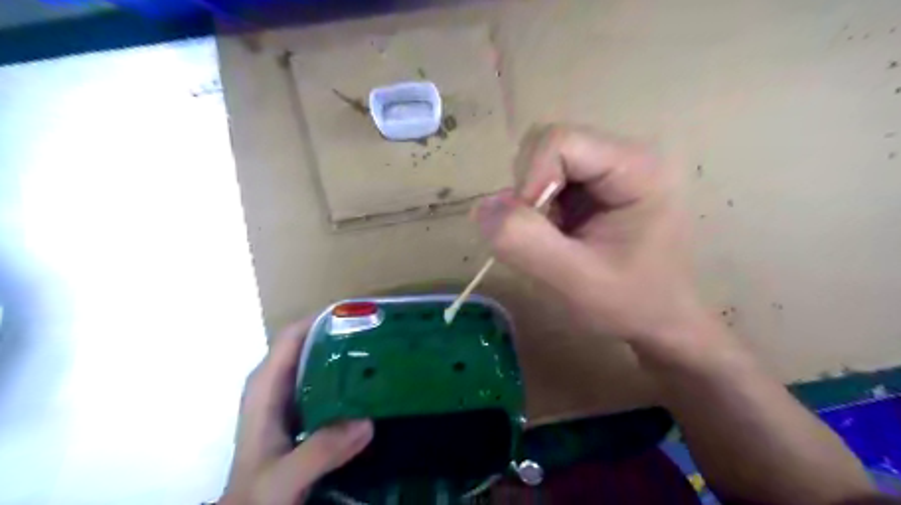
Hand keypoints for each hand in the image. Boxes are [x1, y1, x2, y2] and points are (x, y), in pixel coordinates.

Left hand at [224, 320, 374, 504]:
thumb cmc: (257, 494)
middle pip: (310, 343)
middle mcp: (277, 383)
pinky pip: (327, 382)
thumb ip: (319, 451)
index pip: (293, 335)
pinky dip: (347, 377)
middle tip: (381, 332)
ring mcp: (289, 397)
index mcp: (266, 386)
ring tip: (383, 350)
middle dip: (343, 333)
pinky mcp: (303, 411)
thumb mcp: (284, 476)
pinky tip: (371, 384)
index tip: (359, 313)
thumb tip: (367, 421)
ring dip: (347, 354)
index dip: (322, 318)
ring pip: (320, 362)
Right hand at [475, 124, 706, 356]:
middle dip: (529, 191)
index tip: (530, 229)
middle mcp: (623, 155)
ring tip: (555, 239)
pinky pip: (545, 179)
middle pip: (548, 145)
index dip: (530, 179)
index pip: (560, 141)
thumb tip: (482, 207)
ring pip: (541, 161)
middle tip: (544, 236)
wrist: (659, 321)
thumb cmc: (630, 304)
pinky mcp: (593, 185)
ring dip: (531, 201)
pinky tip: (557, 235)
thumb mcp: (576, 280)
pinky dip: (536, 208)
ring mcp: (607, 169)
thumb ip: (526, 243)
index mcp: (636, 167)